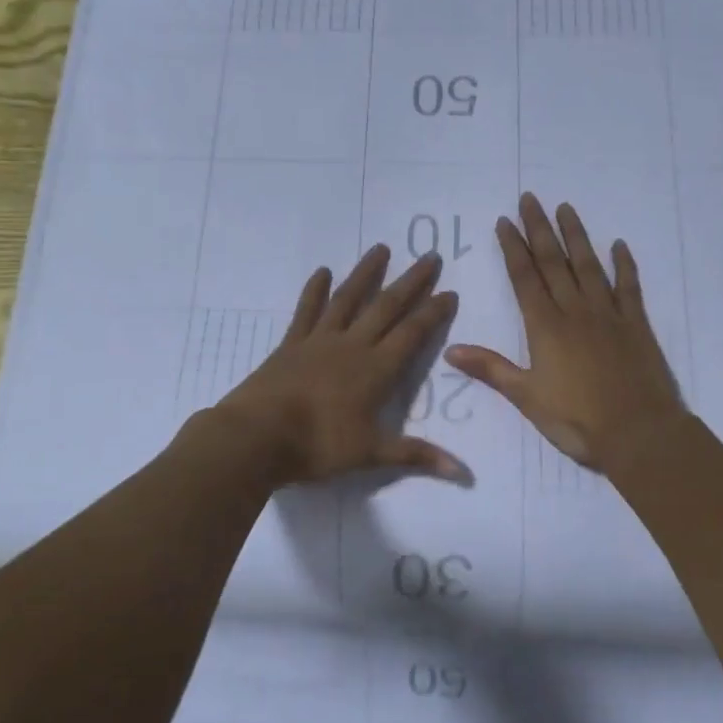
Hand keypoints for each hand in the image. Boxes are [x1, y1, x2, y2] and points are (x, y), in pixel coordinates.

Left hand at [214, 246, 466, 486]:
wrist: (257, 437)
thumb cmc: (318, 446)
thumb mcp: (372, 454)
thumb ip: (417, 455)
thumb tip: (464, 473)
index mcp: (376, 370)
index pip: (413, 334)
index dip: (433, 312)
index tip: (450, 291)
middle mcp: (353, 346)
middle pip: (387, 307)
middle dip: (411, 282)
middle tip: (429, 256)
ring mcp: (320, 340)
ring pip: (349, 299)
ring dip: (366, 273)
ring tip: (381, 248)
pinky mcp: (292, 343)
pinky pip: (307, 311)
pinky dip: (315, 291)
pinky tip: (321, 272)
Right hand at [445, 194, 683, 471]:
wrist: (639, 433)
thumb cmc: (577, 420)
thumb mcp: (526, 398)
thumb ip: (490, 369)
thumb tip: (449, 350)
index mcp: (546, 326)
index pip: (524, 277)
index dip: (513, 247)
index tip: (505, 220)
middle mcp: (575, 311)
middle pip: (553, 262)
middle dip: (539, 229)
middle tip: (530, 198)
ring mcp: (608, 314)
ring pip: (588, 266)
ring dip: (575, 236)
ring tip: (565, 208)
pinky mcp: (636, 325)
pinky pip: (629, 287)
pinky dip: (624, 265)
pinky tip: (619, 245)